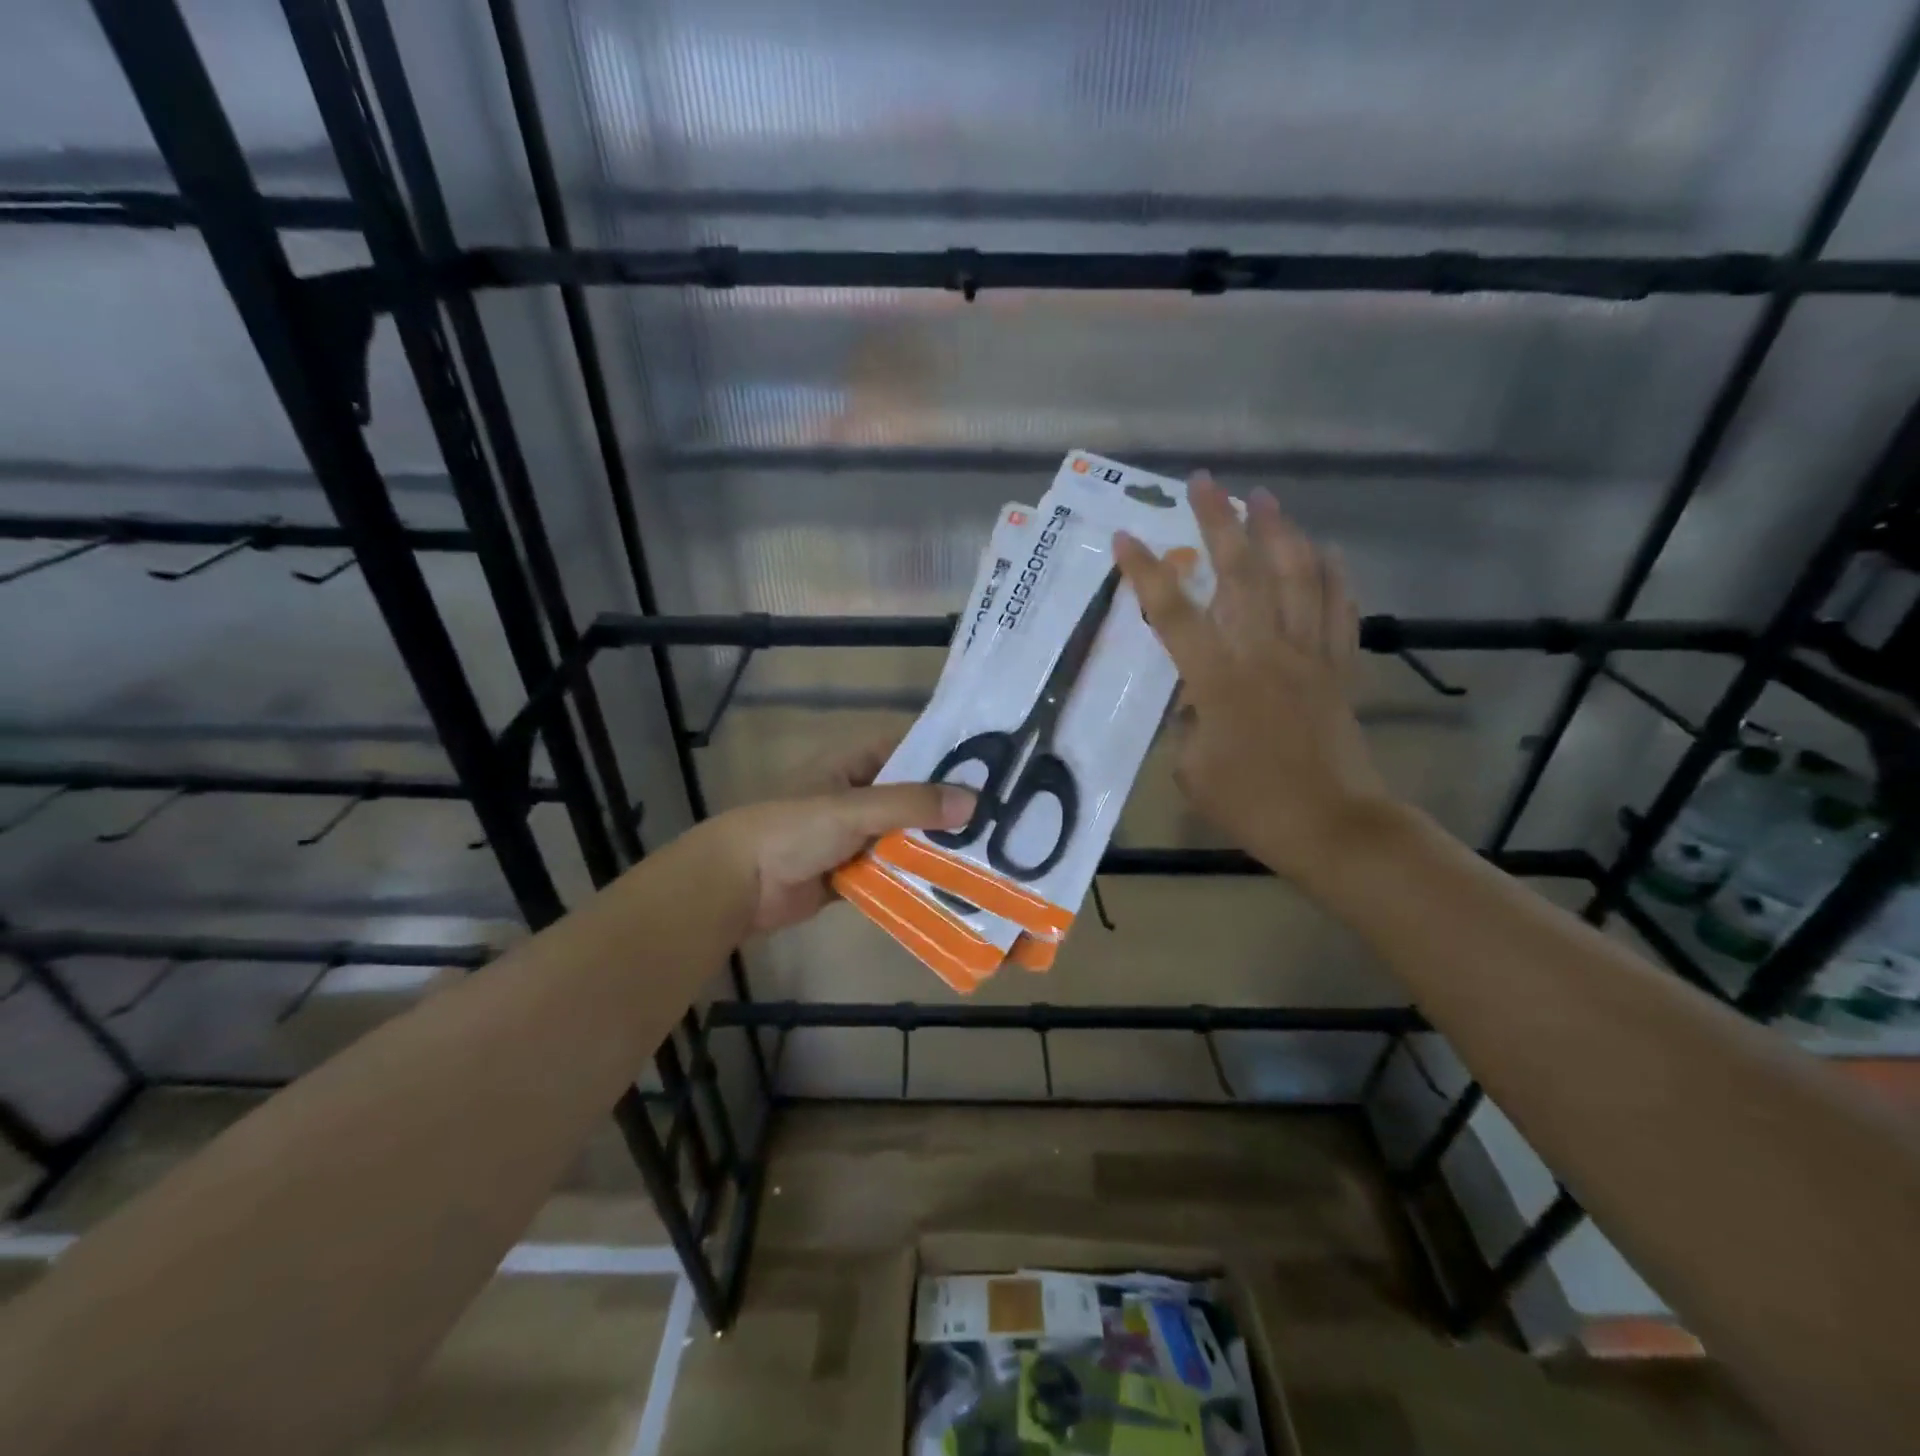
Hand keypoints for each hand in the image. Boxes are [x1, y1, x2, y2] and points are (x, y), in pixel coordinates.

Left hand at [697, 740, 974, 936]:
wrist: (738, 884)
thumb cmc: (793, 829)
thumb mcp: (854, 809)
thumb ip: (911, 805)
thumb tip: (974, 802)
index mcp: (851, 765)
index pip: (907, 750)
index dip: (944, 756)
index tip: (990, 769)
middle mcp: (856, 795)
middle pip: (910, 797)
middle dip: (946, 808)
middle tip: (1000, 818)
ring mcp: (853, 836)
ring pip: (903, 836)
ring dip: (933, 846)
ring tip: (987, 852)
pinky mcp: (850, 872)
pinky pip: (890, 870)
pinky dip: (914, 876)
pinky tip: (952, 885)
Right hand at [1113, 474, 1393, 885]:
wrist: (1332, 825)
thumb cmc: (1250, 803)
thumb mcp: (1191, 769)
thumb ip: (1187, 724)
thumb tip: (1196, 700)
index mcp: (1218, 680)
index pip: (1173, 614)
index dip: (1146, 573)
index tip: (1126, 537)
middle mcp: (1264, 653)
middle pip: (1241, 574)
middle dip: (1218, 522)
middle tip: (1204, 483)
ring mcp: (1308, 655)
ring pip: (1297, 577)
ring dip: (1279, 531)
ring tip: (1263, 497)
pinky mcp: (1340, 667)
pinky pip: (1339, 608)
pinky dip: (1332, 573)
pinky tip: (1324, 549)